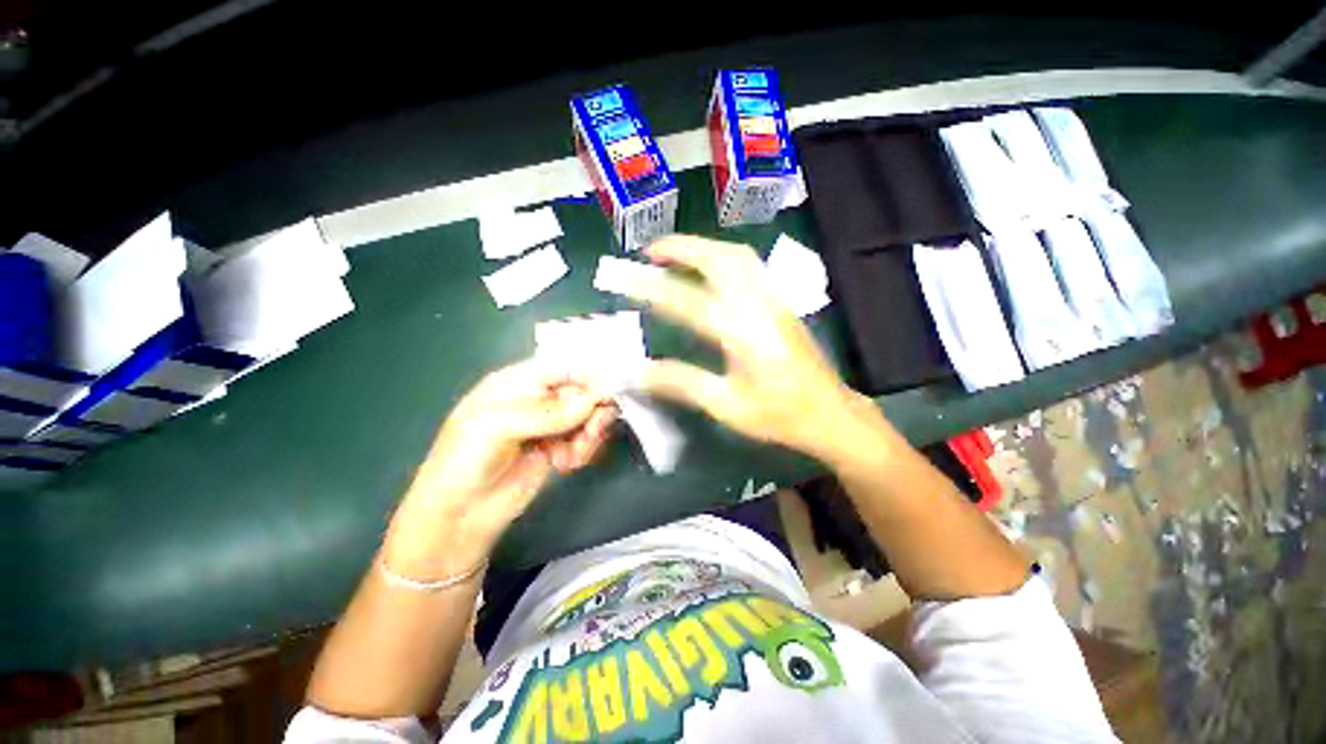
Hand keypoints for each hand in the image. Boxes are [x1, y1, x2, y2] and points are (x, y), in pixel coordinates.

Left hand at [387, 360, 616, 575]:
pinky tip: (566, 464)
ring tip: (573, 455)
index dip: (588, 376)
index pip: (562, 367)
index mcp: (516, 382)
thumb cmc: (465, 460)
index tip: (609, 393)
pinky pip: (585, 439)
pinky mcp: (558, 447)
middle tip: (592, 432)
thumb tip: (592, 401)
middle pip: (581, 391)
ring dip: (589, 434)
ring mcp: (549, 424)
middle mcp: (537, 399)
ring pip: (588, 416)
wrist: (458, 517)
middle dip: (592, 410)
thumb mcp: (497, 427)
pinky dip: (585, 450)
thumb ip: (547, 412)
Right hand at [620, 235, 874, 461]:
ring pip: (737, 255)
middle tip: (650, 252)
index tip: (624, 278)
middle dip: (681, 247)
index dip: (651, 287)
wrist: (829, 412)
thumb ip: (681, 383)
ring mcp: (773, 299)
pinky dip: (722, 256)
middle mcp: (758, 305)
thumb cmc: (777, 414)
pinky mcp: (781, 303)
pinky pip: (749, 265)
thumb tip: (637, 371)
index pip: (686, 301)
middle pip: (718, 258)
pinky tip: (710, 269)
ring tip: (675, 254)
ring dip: (703, 247)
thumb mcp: (725, 405)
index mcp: (741, 333)